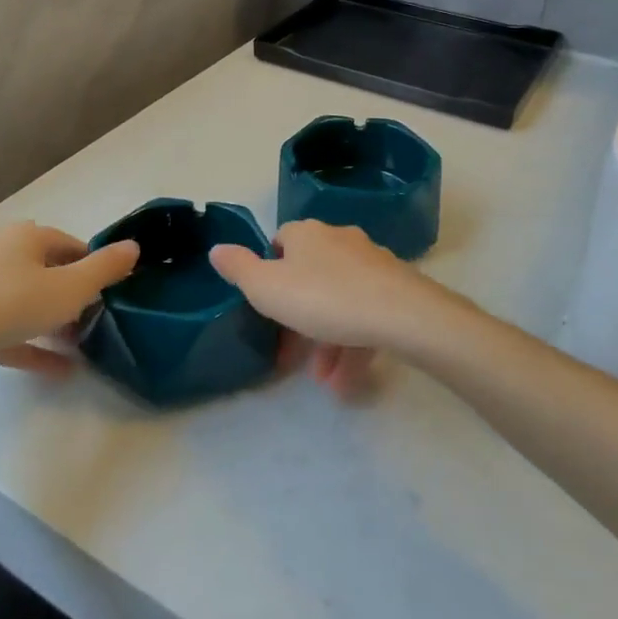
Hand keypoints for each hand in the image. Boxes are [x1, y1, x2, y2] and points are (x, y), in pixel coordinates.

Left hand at [0, 222, 138, 402]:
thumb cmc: (8, 305)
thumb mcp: (70, 288)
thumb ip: (105, 268)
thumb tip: (135, 246)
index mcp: (28, 237)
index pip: (73, 245)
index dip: (97, 268)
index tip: (114, 294)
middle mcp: (3, 254)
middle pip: (50, 271)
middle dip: (77, 296)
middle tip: (100, 321)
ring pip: (29, 302)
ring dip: (56, 322)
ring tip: (82, 345)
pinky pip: (9, 331)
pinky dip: (33, 346)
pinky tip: (61, 371)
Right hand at [210, 221, 471, 396]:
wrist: (400, 313)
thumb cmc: (323, 298)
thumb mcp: (268, 289)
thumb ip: (239, 269)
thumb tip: (217, 249)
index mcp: (307, 234)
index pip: (281, 242)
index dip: (270, 273)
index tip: (267, 307)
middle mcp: (339, 240)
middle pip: (311, 276)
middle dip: (300, 320)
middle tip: (292, 357)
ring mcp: (371, 263)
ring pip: (340, 301)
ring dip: (327, 343)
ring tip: (324, 383)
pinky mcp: (395, 287)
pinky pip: (366, 315)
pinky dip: (353, 345)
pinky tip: (347, 383)